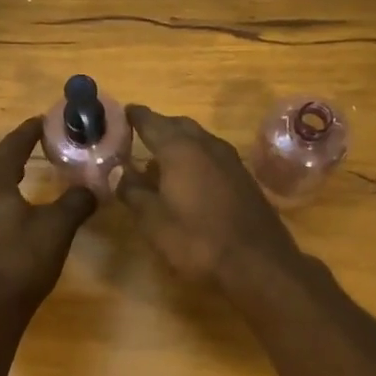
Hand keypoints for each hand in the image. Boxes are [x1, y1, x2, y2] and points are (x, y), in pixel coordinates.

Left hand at [0, 118, 96, 325]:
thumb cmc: (20, 264)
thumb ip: (75, 203)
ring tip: (27, 178)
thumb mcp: (56, 230)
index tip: (44, 120)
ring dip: (6, 181)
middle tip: (40, 147)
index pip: (12, 146)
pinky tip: (11, 214)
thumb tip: (92, 187)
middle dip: (17, 155)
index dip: (30, 132)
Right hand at [116, 105, 301, 288]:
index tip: (122, 113)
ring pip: (199, 140)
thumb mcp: (154, 221)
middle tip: (139, 135)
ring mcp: (230, 160)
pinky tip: (188, 178)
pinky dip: (195, 158)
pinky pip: (212, 156)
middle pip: (178, 125)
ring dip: (179, 143)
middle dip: (158, 127)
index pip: (151, 122)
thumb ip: (132, 191)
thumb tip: (117, 170)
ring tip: (159, 158)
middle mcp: (206, 145)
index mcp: (180, 149)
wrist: (257, 262)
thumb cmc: (197, 240)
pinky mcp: (243, 178)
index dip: (134, 117)